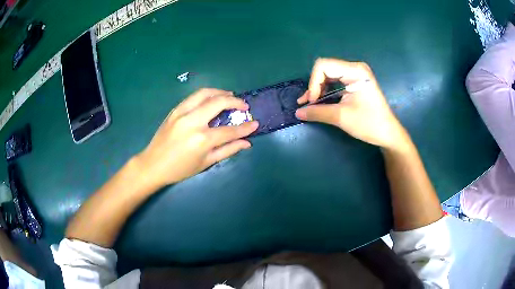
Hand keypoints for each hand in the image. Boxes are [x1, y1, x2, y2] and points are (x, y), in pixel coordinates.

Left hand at [136, 88, 257, 187]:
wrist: (153, 164)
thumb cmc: (180, 169)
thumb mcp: (206, 163)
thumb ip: (228, 150)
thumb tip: (247, 142)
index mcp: (202, 139)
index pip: (229, 130)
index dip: (245, 127)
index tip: (255, 123)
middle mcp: (192, 121)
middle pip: (218, 102)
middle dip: (235, 101)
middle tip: (244, 105)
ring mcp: (181, 113)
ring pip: (205, 93)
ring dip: (220, 92)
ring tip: (230, 96)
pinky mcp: (175, 110)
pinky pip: (193, 97)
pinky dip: (206, 95)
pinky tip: (212, 99)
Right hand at [295, 58, 406, 148]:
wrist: (387, 133)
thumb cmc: (369, 123)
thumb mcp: (342, 117)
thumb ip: (317, 112)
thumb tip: (297, 112)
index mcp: (355, 71)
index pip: (323, 66)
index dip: (314, 82)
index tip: (313, 101)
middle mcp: (354, 68)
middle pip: (325, 68)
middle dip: (315, 86)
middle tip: (309, 103)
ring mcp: (355, 74)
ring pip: (328, 75)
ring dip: (318, 89)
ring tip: (310, 103)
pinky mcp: (354, 82)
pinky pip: (334, 81)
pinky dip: (325, 91)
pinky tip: (319, 101)